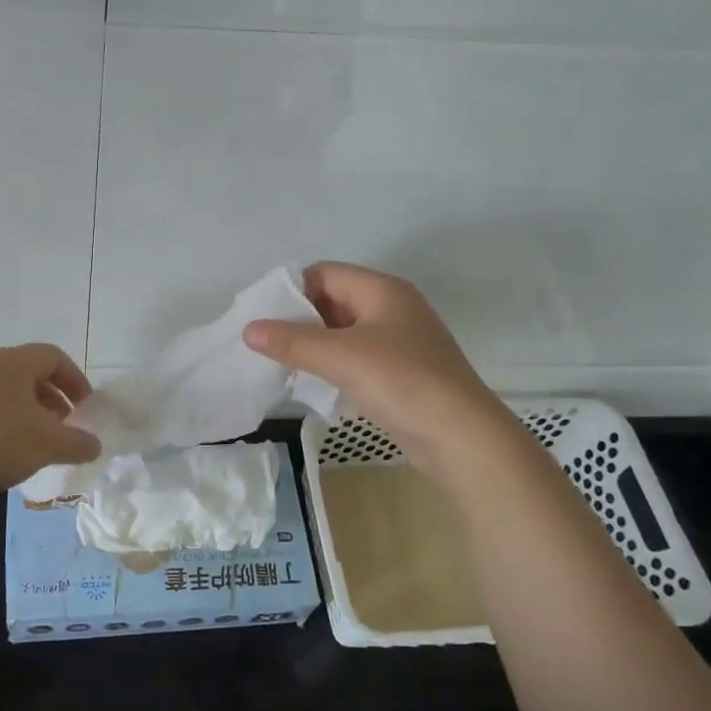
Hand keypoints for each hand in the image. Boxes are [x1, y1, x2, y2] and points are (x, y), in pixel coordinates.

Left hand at [0, 344, 102, 493]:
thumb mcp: (48, 444)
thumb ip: (78, 443)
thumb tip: (95, 445)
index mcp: (14, 361)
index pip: (54, 357)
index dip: (76, 380)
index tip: (85, 407)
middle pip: (30, 373)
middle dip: (53, 399)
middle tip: (64, 426)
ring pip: (7, 390)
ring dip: (29, 411)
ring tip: (37, 441)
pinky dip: (4, 419)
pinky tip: (6, 448)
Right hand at [243, 262, 502, 470]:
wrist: (461, 437)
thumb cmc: (401, 381)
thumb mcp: (340, 356)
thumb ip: (292, 341)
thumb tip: (249, 330)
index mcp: (382, 290)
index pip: (325, 273)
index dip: (292, 290)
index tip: (262, 317)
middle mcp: (392, 308)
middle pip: (333, 301)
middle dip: (298, 320)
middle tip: (266, 343)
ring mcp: (398, 342)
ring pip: (342, 333)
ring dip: (313, 346)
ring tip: (281, 366)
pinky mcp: (400, 373)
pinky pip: (355, 359)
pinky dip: (332, 367)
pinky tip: (312, 386)